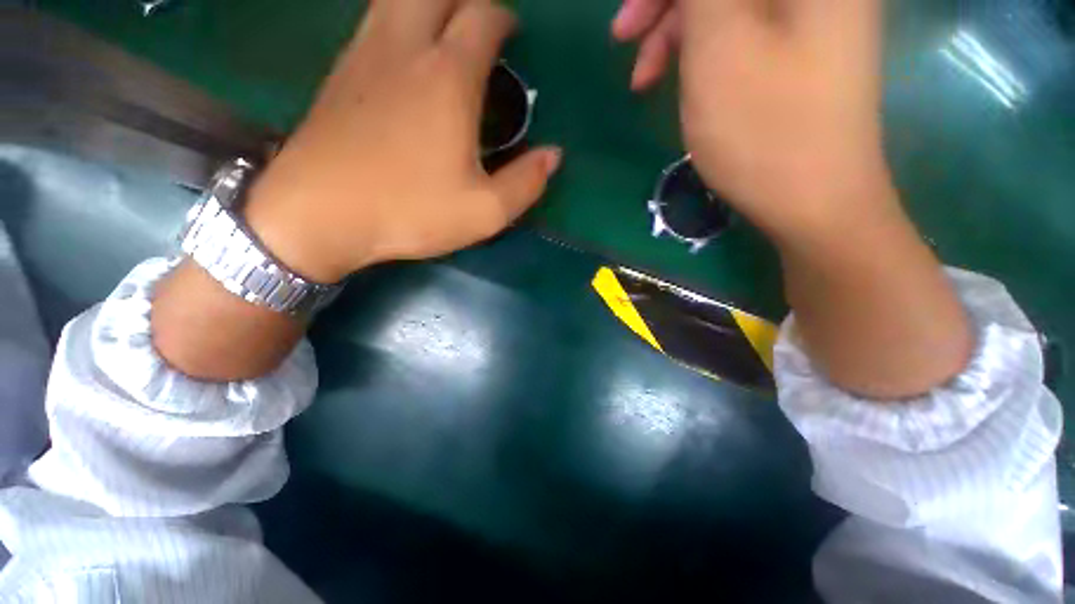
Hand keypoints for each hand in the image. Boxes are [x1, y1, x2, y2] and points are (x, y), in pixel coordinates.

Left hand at [246, 0, 561, 283]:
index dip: (503, 18)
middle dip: (465, 0)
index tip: (513, 35)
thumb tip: (553, 156)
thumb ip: (525, 184)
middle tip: (481, 26)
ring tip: (446, 33)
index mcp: (447, 77)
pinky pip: (372, 25)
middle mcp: (404, 48)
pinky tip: (405, 57)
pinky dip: (396, 24)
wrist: (320, 215)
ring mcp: (364, 56)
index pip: (482, 17)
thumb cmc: (410, 211)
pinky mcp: (338, 75)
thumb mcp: (484, 212)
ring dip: (427, 4)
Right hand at [614, 0, 892, 241]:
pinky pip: (740, 28)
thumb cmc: (765, 127)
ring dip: (677, 30)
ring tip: (644, 78)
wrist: (813, 200)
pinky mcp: (798, 48)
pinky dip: (701, 48)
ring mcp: (810, 15)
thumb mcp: (719, 44)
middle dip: (667, 3)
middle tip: (624, 38)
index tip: (630, 19)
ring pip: (727, 2)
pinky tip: (679, 78)